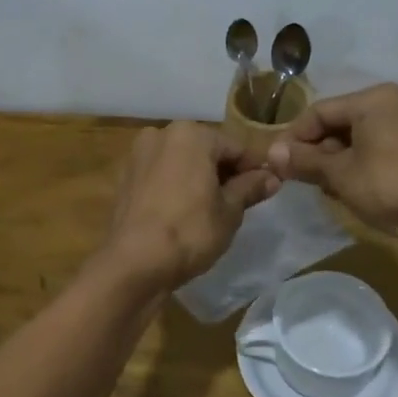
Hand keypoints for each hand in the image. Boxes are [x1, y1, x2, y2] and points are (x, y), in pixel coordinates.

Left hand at [99, 122, 276, 289]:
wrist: (135, 262)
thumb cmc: (190, 231)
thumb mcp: (229, 211)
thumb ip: (250, 187)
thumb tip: (272, 177)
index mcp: (191, 134)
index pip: (235, 148)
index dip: (253, 169)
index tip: (265, 190)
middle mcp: (161, 134)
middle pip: (206, 151)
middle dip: (223, 172)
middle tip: (239, 203)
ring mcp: (139, 155)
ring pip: (182, 163)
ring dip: (199, 179)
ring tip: (211, 210)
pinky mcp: (125, 177)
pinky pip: (161, 176)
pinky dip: (175, 187)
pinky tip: (183, 212)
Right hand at [266, 83, 397, 236]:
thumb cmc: (388, 184)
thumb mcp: (339, 174)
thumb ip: (304, 161)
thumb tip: (271, 154)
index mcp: (374, 99)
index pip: (320, 111)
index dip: (294, 137)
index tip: (277, 161)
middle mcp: (397, 104)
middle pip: (342, 123)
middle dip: (318, 150)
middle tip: (301, 177)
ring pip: (363, 139)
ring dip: (339, 161)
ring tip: (326, 188)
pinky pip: (383, 151)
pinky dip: (363, 165)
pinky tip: (355, 190)